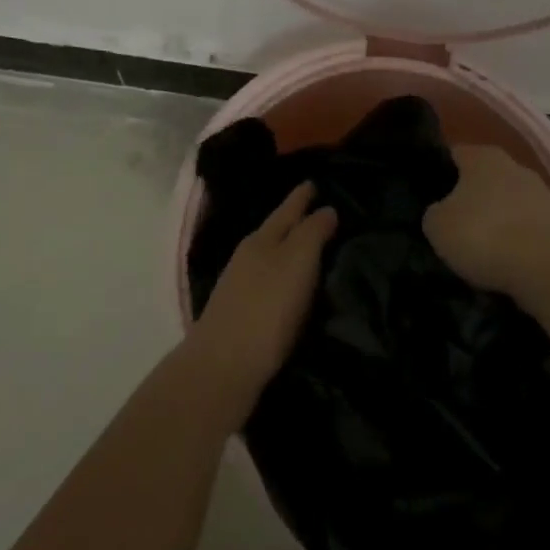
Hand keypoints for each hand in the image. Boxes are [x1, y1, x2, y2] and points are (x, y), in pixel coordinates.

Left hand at [188, 183, 336, 419]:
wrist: (223, 367)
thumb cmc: (267, 308)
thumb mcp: (297, 262)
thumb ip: (312, 233)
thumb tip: (326, 209)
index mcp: (262, 239)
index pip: (287, 210)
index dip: (301, 197)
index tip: (313, 182)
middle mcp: (248, 256)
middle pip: (275, 230)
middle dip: (294, 219)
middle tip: (316, 211)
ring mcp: (239, 285)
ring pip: (269, 255)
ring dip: (287, 248)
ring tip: (308, 247)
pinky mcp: (240, 314)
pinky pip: (267, 281)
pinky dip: (281, 275)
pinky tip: (289, 285)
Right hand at [422, 144, 549, 298]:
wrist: (548, 270)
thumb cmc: (484, 236)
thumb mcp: (437, 226)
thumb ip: (435, 212)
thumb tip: (441, 211)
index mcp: (483, 157)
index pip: (454, 155)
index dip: (440, 173)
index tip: (430, 195)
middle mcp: (516, 166)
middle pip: (486, 178)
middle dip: (472, 197)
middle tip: (456, 224)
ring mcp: (545, 193)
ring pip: (512, 202)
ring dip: (501, 218)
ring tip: (485, 248)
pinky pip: (533, 227)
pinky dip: (523, 239)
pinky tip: (512, 261)